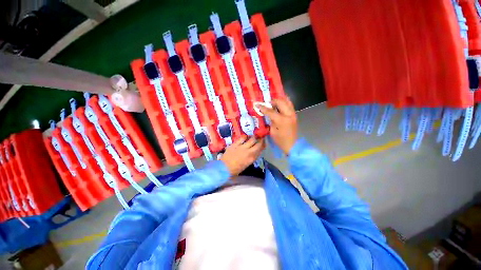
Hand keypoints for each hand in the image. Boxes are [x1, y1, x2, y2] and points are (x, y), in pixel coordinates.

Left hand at [220, 136, 264, 175]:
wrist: (224, 168)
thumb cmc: (236, 169)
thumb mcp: (247, 164)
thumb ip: (252, 157)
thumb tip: (256, 151)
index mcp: (251, 158)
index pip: (260, 150)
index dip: (263, 145)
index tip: (264, 142)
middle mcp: (248, 151)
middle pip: (257, 143)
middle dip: (260, 139)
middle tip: (260, 137)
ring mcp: (241, 147)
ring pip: (251, 139)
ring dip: (253, 137)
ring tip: (253, 136)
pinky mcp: (235, 144)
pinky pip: (242, 138)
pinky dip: (245, 136)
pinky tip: (245, 136)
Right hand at [259, 98, 297, 154]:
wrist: (292, 145)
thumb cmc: (280, 140)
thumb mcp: (272, 131)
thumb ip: (270, 120)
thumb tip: (266, 113)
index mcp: (281, 120)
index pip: (270, 111)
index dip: (263, 107)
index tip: (257, 104)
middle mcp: (288, 115)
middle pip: (280, 102)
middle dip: (272, 101)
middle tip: (267, 103)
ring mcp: (293, 114)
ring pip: (287, 101)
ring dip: (279, 100)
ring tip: (273, 102)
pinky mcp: (294, 115)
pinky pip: (290, 105)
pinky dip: (284, 102)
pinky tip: (279, 104)